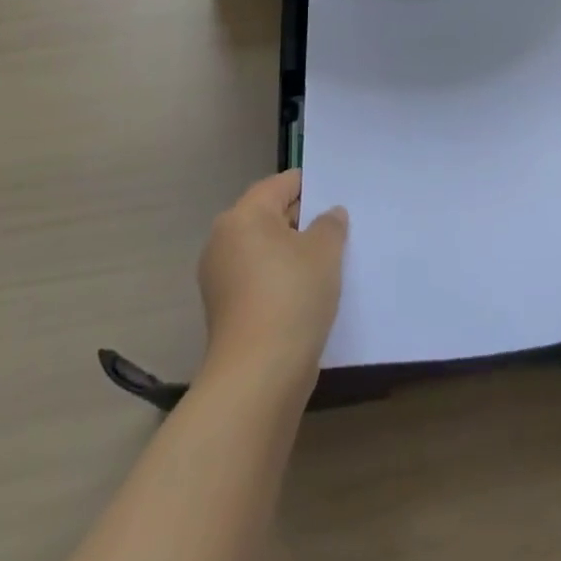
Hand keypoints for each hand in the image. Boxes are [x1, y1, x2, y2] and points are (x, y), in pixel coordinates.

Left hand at [198, 170, 347, 384]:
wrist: (259, 376)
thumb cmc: (292, 296)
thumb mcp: (325, 250)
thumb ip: (330, 224)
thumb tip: (328, 215)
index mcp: (243, 216)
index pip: (281, 184)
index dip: (312, 186)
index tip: (339, 195)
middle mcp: (224, 241)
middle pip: (270, 216)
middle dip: (303, 220)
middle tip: (339, 227)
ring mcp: (221, 278)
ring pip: (265, 250)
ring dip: (294, 252)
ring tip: (331, 260)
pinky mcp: (227, 310)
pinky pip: (260, 278)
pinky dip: (282, 278)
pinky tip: (311, 291)